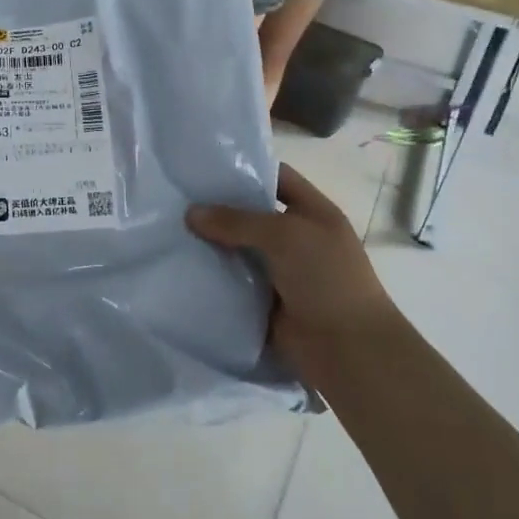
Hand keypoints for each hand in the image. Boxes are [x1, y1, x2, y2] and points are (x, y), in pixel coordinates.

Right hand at [187, 165, 398, 379]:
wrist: (347, 349)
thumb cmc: (326, 278)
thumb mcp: (285, 235)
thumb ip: (237, 221)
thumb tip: (191, 213)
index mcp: (313, 213)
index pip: (278, 178)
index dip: (247, 170)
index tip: (205, 170)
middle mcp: (298, 238)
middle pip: (253, 215)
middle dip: (220, 209)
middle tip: (178, 201)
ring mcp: (282, 272)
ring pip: (240, 250)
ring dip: (213, 245)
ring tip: (171, 232)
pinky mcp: (265, 302)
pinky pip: (235, 282)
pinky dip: (214, 277)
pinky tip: (183, 268)